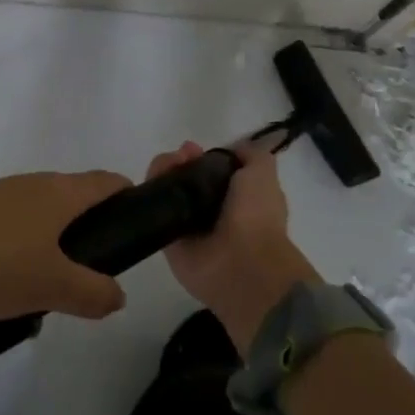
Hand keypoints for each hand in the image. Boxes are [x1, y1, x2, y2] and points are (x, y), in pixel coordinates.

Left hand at [0, 170, 131, 319]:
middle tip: (89, 270)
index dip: (126, 197)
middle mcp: (32, 182)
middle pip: (72, 195)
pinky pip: (6, 221)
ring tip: (44, 282)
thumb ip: (92, 291)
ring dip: (48, 238)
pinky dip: (15, 242)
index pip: (106, 182)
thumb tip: (119, 294)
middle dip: (86, 226)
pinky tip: (1, 276)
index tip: (135, 223)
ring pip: (37, 209)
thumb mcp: (52, 286)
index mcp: (60, 192)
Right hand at [149, 140, 320, 350]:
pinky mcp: (167, 238)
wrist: (243, 265)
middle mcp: (212, 211)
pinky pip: (154, 208)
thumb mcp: (263, 173)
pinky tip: (155, 179)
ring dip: (164, 169)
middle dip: (181, 159)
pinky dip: (151, 189)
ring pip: (168, 188)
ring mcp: (188, 225)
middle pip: (187, 176)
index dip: (203, 156)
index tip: (196, 149)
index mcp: (238, 198)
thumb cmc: (257, 216)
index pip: (212, 171)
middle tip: (182, 156)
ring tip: (168, 165)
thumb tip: (232, 150)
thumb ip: (250, 155)